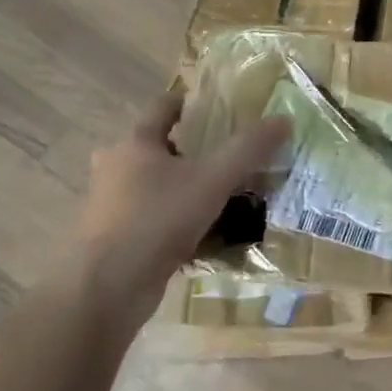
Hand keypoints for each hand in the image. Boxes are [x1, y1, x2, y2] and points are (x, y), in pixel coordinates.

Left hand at [68, 94, 288, 331]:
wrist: (108, 288)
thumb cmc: (156, 220)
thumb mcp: (212, 179)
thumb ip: (248, 149)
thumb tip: (283, 119)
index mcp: (134, 144)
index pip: (163, 107)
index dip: (191, 102)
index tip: (220, 105)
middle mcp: (116, 168)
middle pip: (159, 147)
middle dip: (192, 149)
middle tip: (229, 155)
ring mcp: (113, 206)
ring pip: (157, 186)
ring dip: (186, 187)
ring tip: (227, 195)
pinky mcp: (118, 239)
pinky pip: (157, 219)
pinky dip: (180, 221)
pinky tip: (210, 234)